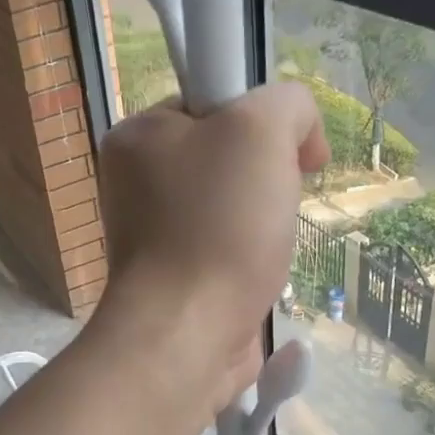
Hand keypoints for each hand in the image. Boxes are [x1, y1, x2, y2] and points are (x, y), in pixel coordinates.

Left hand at [97, 83, 327, 389]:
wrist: (189, 332)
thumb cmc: (218, 225)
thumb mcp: (263, 128)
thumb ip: (288, 104)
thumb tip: (298, 135)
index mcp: (138, 135)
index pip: (213, 101)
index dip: (261, 120)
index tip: (289, 153)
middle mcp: (136, 182)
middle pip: (226, 156)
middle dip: (267, 175)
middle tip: (277, 201)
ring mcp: (152, 234)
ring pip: (231, 205)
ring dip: (264, 220)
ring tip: (268, 244)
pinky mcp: (174, 277)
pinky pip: (226, 248)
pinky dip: (252, 257)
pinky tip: (259, 273)